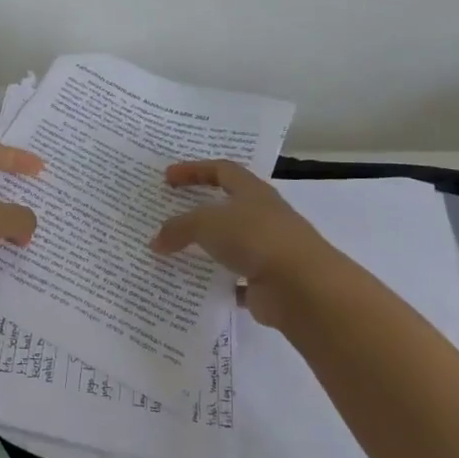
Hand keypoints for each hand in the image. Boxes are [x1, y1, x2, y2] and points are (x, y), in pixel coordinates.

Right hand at [150, 160, 342, 329]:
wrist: (302, 287)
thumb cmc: (255, 238)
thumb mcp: (206, 224)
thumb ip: (178, 228)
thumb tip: (156, 241)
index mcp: (253, 192)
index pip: (221, 170)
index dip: (194, 170)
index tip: (168, 177)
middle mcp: (264, 217)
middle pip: (228, 206)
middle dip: (200, 209)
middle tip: (171, 213)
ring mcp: (269, 250)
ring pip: (232, 244)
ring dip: (208, 247)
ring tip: (177, 252)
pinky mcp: (268, 281)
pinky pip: (237, 279)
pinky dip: (219, 281)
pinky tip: (197, 286)